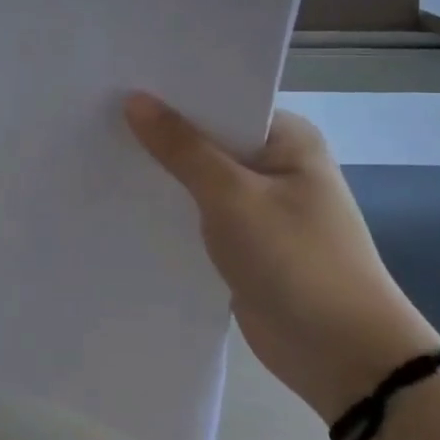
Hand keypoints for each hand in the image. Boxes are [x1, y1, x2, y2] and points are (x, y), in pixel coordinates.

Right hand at [125, 93, 438, 420]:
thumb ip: (181, 148)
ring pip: (199, 179)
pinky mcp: (244, 244)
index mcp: (287, 138)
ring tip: (98, 149)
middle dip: (160, 132)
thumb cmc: (295, 260)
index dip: (172, 92)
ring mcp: (260, 207)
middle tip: (97, 113)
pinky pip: (199, 214)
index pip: (222, 99)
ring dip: (162, 173)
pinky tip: (124, 199)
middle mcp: (275, 165)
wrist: (342, 357)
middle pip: (207, 138)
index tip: (120, 81)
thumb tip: (134, 100)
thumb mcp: (232, 196)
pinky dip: (170, 209)